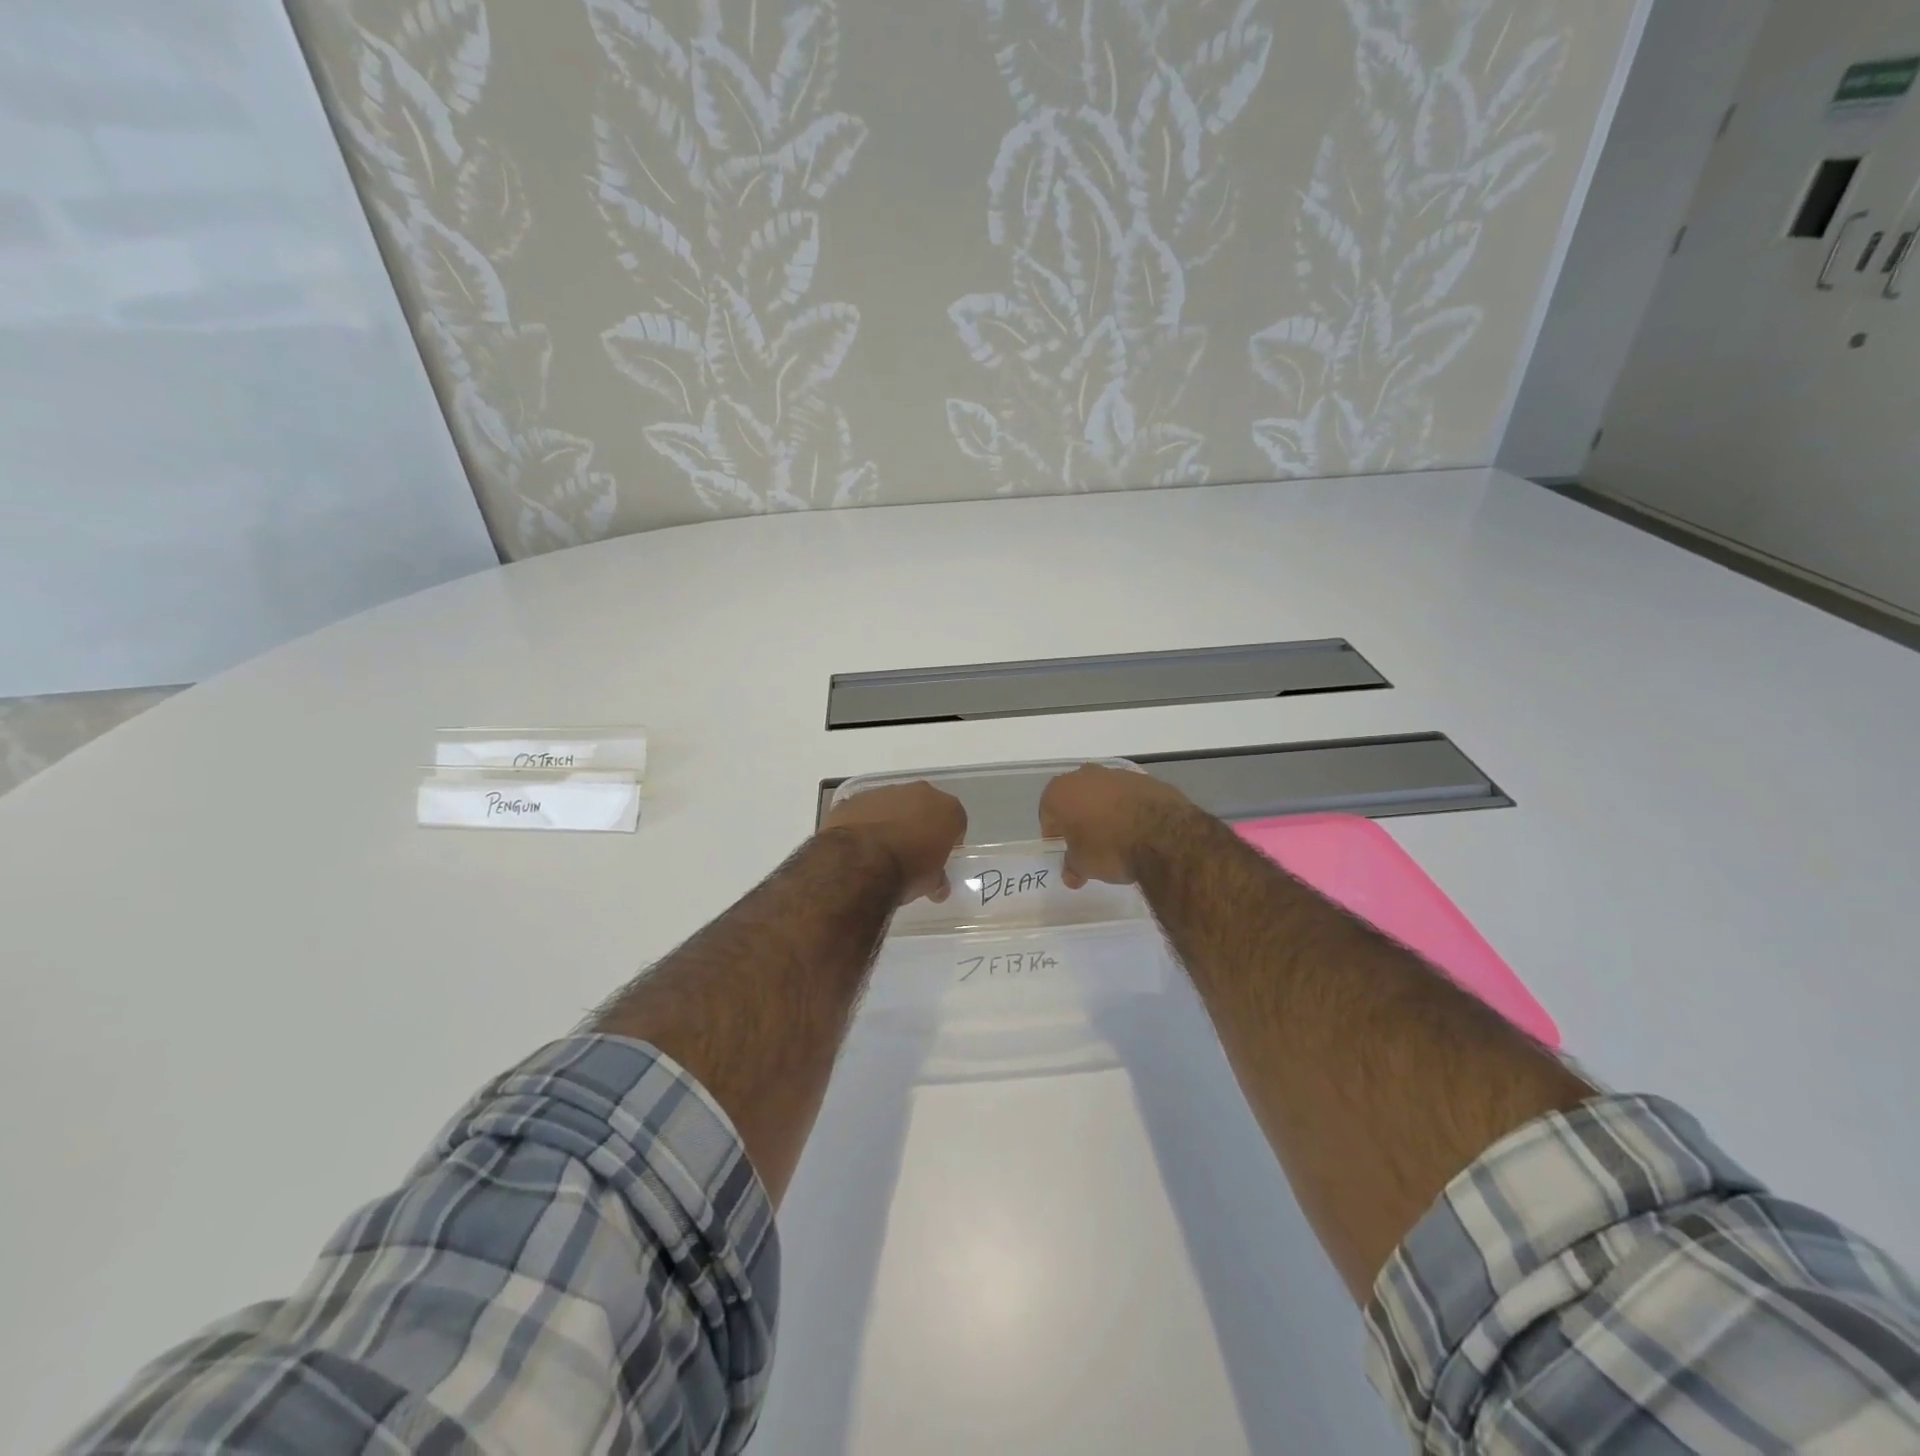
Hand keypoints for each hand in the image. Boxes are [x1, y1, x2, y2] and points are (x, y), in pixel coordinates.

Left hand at [820, 782, 967, 904]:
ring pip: (895, 805)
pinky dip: (866, 822)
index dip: (948, 841)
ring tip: (882, 850)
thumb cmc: (907, 871)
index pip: (956, 822)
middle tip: (912, 851)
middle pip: (925, 807)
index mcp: (947, 809)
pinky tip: (860, 845)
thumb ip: (937, 877)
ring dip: (892, 821)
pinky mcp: (856, 798)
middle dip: (920, 825)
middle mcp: (920, 792)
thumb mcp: (930, 882)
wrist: (859, 863)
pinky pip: (867, 810)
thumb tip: (938, 886)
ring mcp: (886, 791)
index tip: (939, 857)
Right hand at [1039, 764, 1195, 887]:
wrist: (1164, 836)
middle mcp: (1085, 775)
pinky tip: (1139, 829)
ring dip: (1105, 811)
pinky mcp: (1146, 778)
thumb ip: (1072, 866)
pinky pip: (1129, 795)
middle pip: (1075, 798)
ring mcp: (1117, 774)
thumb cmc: (1110, 848)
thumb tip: (1072, 875)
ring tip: (1117, 838)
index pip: (1047, 813)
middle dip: (1079, 818)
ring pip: (1103, 794)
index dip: (1055, 834)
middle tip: (1088, 843)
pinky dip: (1129, 808)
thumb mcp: (1083, 865)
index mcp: (1060, 791)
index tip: (1066, 851)